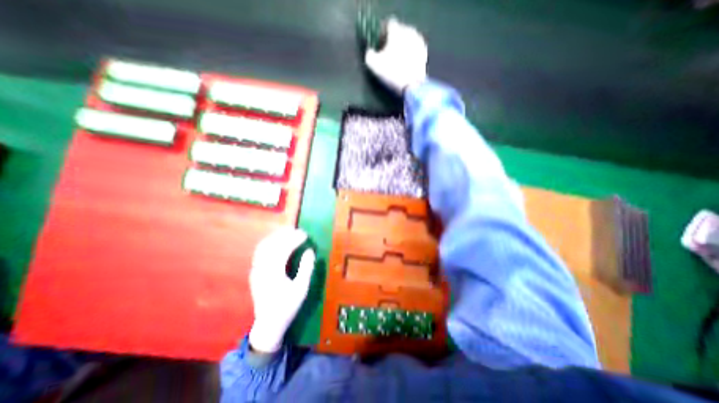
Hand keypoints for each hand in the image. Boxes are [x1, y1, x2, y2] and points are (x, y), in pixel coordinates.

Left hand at [248, 228, 315, 354]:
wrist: (268, 324)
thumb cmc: (288, 307)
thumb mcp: (302, 289)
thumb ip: (306, 268)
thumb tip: (310, 251)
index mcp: (274, 274)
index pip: (283, 249)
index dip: (294, 239)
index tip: (305, 234)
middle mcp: (262, 269)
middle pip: (272, 245)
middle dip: (286, 235)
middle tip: (298, 230)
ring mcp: (256, 270)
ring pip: (263, 246)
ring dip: (276, 236)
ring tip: (289, 232)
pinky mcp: (254, 272)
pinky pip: (260, 252)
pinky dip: (270, 243)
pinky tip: (278, 241)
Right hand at [366, 16, 424, 93]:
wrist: (412, 86)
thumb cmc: (392, 73)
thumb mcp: (374, 65)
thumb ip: (369, 55)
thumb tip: (370, 51)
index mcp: (396, 31)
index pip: (388, 25)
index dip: (382, 34)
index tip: (379, 44)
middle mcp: (409, 31)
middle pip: (399, 32)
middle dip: (393, 40)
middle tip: (387, 53)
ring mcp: (418, 42)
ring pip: (407, 40)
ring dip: (402, 47)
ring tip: (397, 59)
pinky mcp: (424, 53)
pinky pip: (414, 49)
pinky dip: (409, 54)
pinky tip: (405, 64)